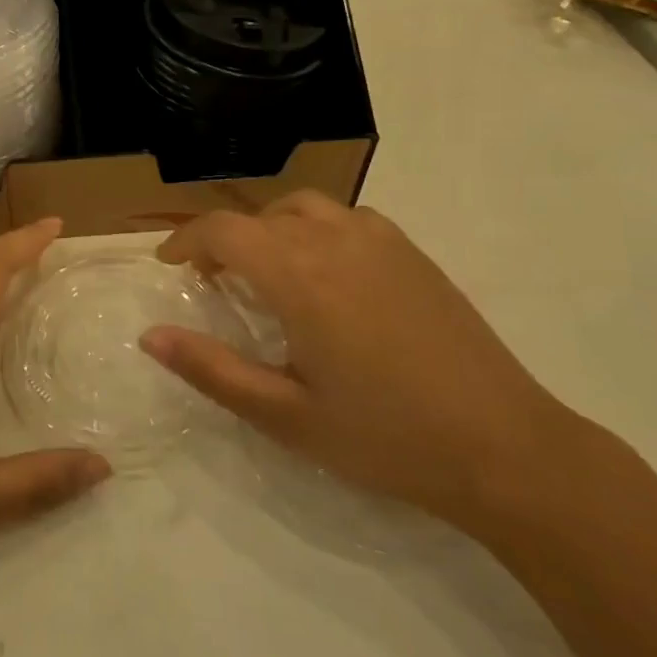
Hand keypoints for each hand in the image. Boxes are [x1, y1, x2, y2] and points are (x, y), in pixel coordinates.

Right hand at [141, 192, 575, 526]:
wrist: (506, 449)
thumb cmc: (385, 438)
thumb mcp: (286, 416)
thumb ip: (211, 370)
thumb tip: (150, 337)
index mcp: (298, 276)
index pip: (222, 230)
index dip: (186, 241)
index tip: (170, 266)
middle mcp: (334, 240)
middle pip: (258, 217)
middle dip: (223, 241)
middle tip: (213, 284)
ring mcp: (380, 240)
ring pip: (303, 207)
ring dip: (269, 229)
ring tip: (266, 271)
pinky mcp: (412, 252)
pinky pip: (346, 217)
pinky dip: (315, 229)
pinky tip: (326, 274)